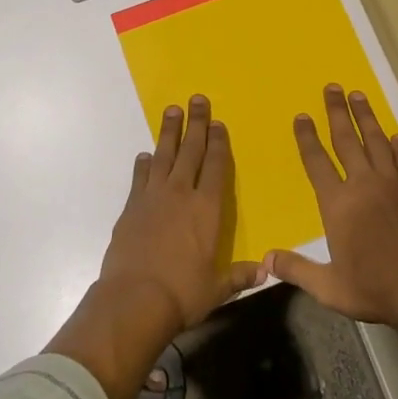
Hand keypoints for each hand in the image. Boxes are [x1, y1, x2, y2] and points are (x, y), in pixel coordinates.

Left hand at [99, 95, 262, 331]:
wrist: (135, 299)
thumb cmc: (183, 293)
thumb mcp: (218, 288)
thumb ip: (240, 275)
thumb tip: (266, 271)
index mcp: (208, 208)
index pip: (216, 166)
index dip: (219, 143)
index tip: (218, 124)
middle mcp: (181, 194)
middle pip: (191, 151)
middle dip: (196, 124)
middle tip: (197, 99)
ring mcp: (153, 197)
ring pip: (163, 155)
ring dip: (169, 132)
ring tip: (172, 110)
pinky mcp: (131, 207)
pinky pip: (140, 177)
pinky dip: (144, 164)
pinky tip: (146, 155)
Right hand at [266, 84, 397, 327]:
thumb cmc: (374, 288)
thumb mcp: (329, 287)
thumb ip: (297, 269)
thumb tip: (265, 259)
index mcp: (338, 204)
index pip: (317, 162)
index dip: (307, 138)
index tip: (302, 116)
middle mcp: (363, 185)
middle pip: (346, 140)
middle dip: (337, 112)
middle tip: (332, 87)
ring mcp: (391, 185)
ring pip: (375, 141)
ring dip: (365, 117)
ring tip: (358, 95)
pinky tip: (396, 135)